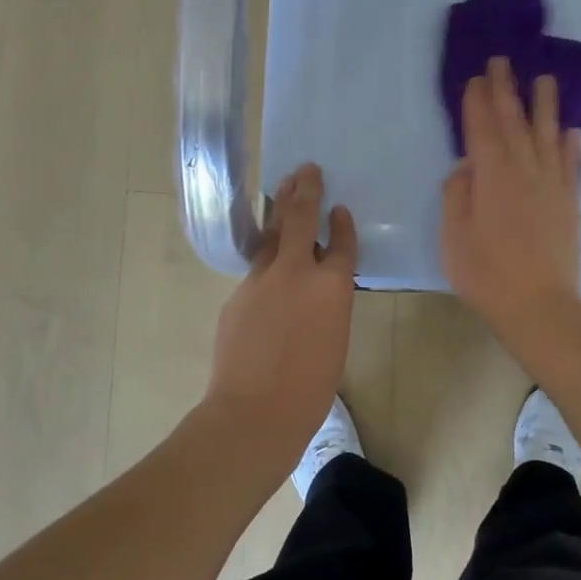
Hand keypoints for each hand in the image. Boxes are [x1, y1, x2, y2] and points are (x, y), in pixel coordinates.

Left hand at [205, 163, 357, 453]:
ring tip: (283, 187)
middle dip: (305, 190)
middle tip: (307, 169)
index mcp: (333, 287)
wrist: (256, 410)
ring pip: (272, 235)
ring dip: (279, 208)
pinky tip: (268, 261)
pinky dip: (266, 259)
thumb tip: (317, 288)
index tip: (339, 208)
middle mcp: (298, 272)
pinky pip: (256, 268)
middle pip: (300, 218)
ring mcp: (262, 279)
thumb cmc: (311, 388)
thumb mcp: (335, 339)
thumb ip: (328, 304)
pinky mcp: (238, 293)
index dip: (342, 224)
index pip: (342, 243)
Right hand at [441, 57, 580, 357]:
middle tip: (502, 62)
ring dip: (544, 106)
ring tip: (544, 80)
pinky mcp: (570, 203)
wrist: (539, 307)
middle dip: (506, 90)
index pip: (482, 128)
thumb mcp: (453, 237)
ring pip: (548, 135)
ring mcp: (553, 185)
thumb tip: (467, 166)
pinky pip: (572, 164)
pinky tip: (572, 131)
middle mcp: (526, 170)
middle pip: (514, 122)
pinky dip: (571, 144)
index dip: (477, 102)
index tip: (476, 77)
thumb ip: (457, 195)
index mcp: (492, 176)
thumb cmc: (486, 274)